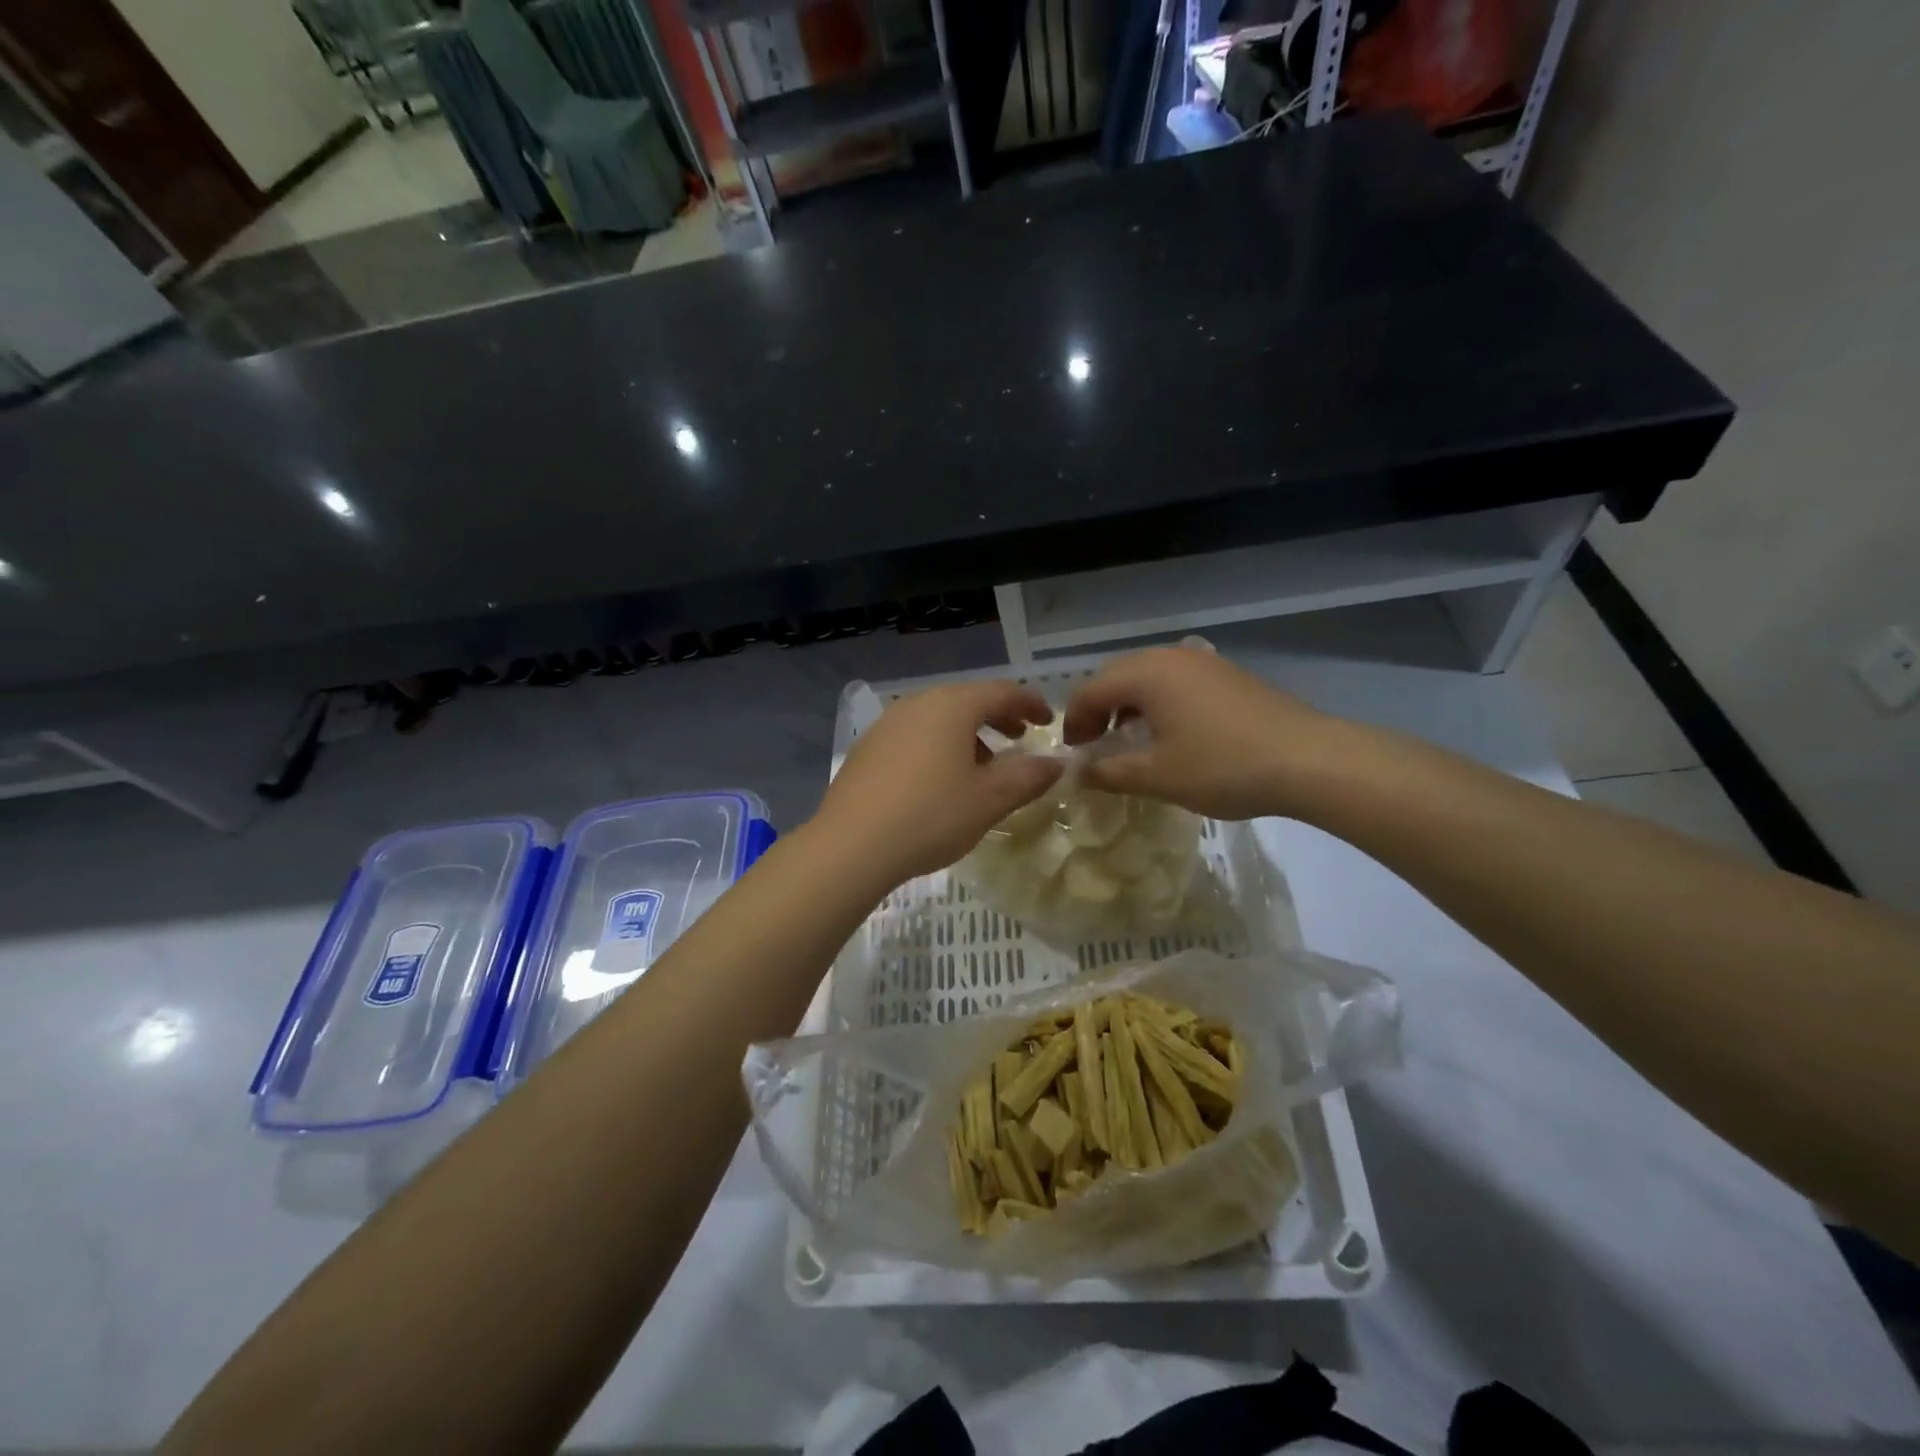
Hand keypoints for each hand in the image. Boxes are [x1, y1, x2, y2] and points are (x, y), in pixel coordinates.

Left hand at [812, 681, 1063, 886]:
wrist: (851, 846)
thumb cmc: (931, 816)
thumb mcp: (989, 800)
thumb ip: (1028, 776)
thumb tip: (1056, 763)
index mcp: (952, 706)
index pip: (1002, 692)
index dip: (1030, 703)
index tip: (1048, 721)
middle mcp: (917, 703)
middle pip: (968, 700)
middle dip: (998, 717)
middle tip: (1020, 738)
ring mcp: (887, 724)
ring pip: (939, 718)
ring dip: (968, 734)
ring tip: (983, 765)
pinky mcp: (867, 748)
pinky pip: (915, 735)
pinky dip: (938, 745)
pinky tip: (940, 779)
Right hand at [1061, 645, 1333, 819]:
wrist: (1309, 760)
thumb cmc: (1222, 766)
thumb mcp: (1157, 776)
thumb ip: (1108, 773)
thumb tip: (1077, 773)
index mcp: (1146, 673)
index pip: (1089, 690)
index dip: (1074, 723)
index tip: (1074, 756)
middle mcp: (1170, 657)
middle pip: (1116, 676)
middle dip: (1098, 710)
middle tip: (1097, 746)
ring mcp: (1204, 662)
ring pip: (1148, 676)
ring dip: (1128, 705)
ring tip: (1131, 740)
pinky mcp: (1228, 674)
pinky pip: (1176, 681)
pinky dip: (1159, 702)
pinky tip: (1173, 733)